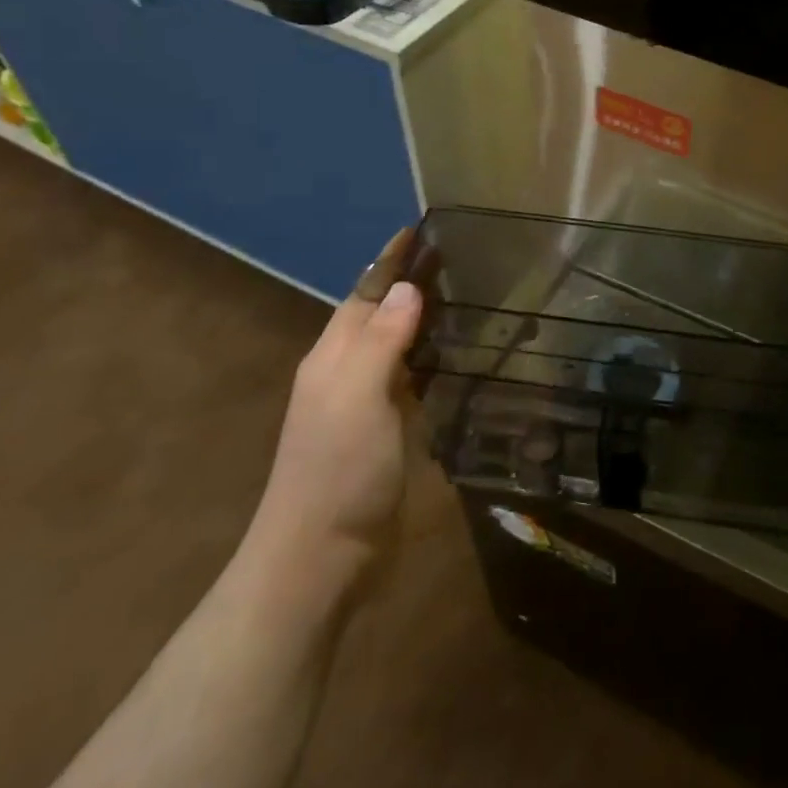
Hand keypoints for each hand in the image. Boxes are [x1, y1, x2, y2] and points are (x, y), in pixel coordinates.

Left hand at [246, 229, 424, 593]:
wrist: (322, 558)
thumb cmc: (339, 469)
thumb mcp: (358, 395)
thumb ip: (383, 339)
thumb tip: (406, 288)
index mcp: (335, 357)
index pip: (365, 294)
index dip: (390, 262)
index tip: (418, 229)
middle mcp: (348, 374)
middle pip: (381, 315)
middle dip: (410, 283)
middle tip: (456, 256)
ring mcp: (368, 407)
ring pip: (399, 347)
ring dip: (425, 319)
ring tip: (465, 295)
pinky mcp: (389, 435)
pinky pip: (415, 381)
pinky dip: (435, 360)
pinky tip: (459, 357)